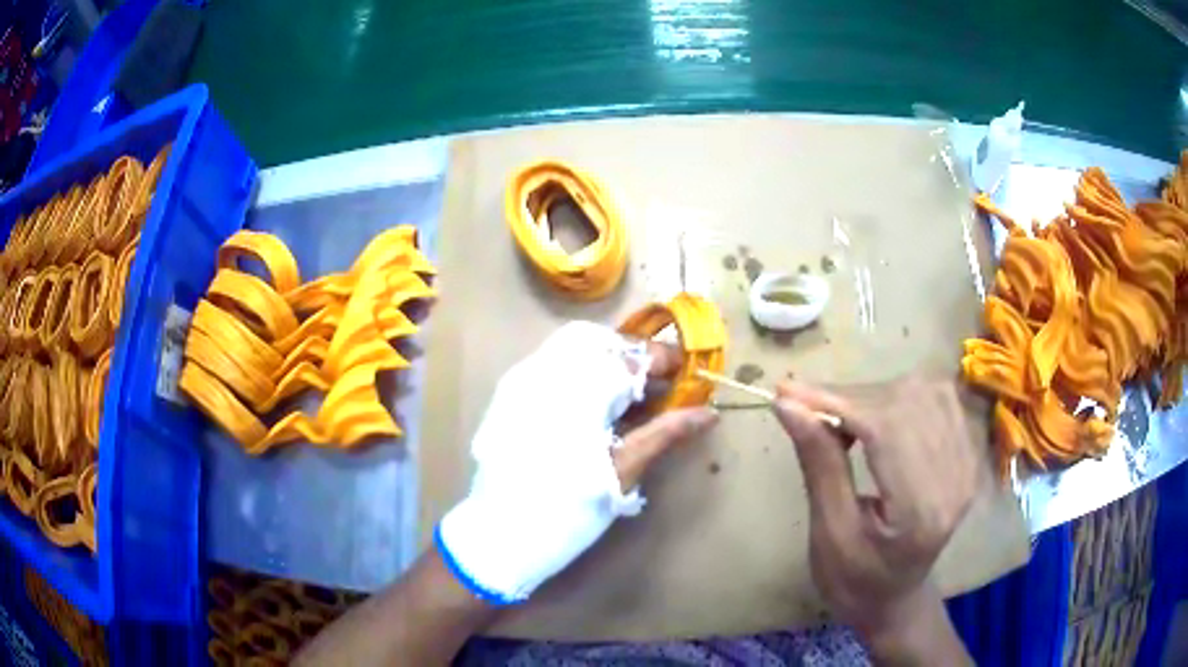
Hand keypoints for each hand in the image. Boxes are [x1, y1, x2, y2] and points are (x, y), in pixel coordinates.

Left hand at [437, 322, 717, 603]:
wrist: (502, 533)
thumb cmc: (570, 506)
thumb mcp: (624, 470)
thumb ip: (665, 433)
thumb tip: (709, 413)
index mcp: (578, 389)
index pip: (630, 354)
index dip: (663, 359)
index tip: (685, 374)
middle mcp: (547, 372)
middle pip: (601, 342)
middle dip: (633, 357)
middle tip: (656, 385)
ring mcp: (523, 380)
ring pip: (574, 350)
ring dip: (607, 364)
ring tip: (630, 397)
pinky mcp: (510, 394)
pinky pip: (552, 365)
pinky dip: (581, 373)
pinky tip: (595, 405)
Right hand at [773, 377, 976, 663]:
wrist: (896, 597)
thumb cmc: (854, 580)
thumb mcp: (828, 534)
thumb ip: (818, 464)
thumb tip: (787, 405)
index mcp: (922, 510)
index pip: (887, 429)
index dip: (837, 401)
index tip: (786, 392)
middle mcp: (957, 478)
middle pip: (907, 403)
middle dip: (851, 396)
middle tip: (806, 407)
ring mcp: (969, 462)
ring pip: (924, 391)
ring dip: (873, 394)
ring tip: (838, 415)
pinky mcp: (969, 452)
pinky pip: (938, 399)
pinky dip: (898, 397)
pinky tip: (874, 415)